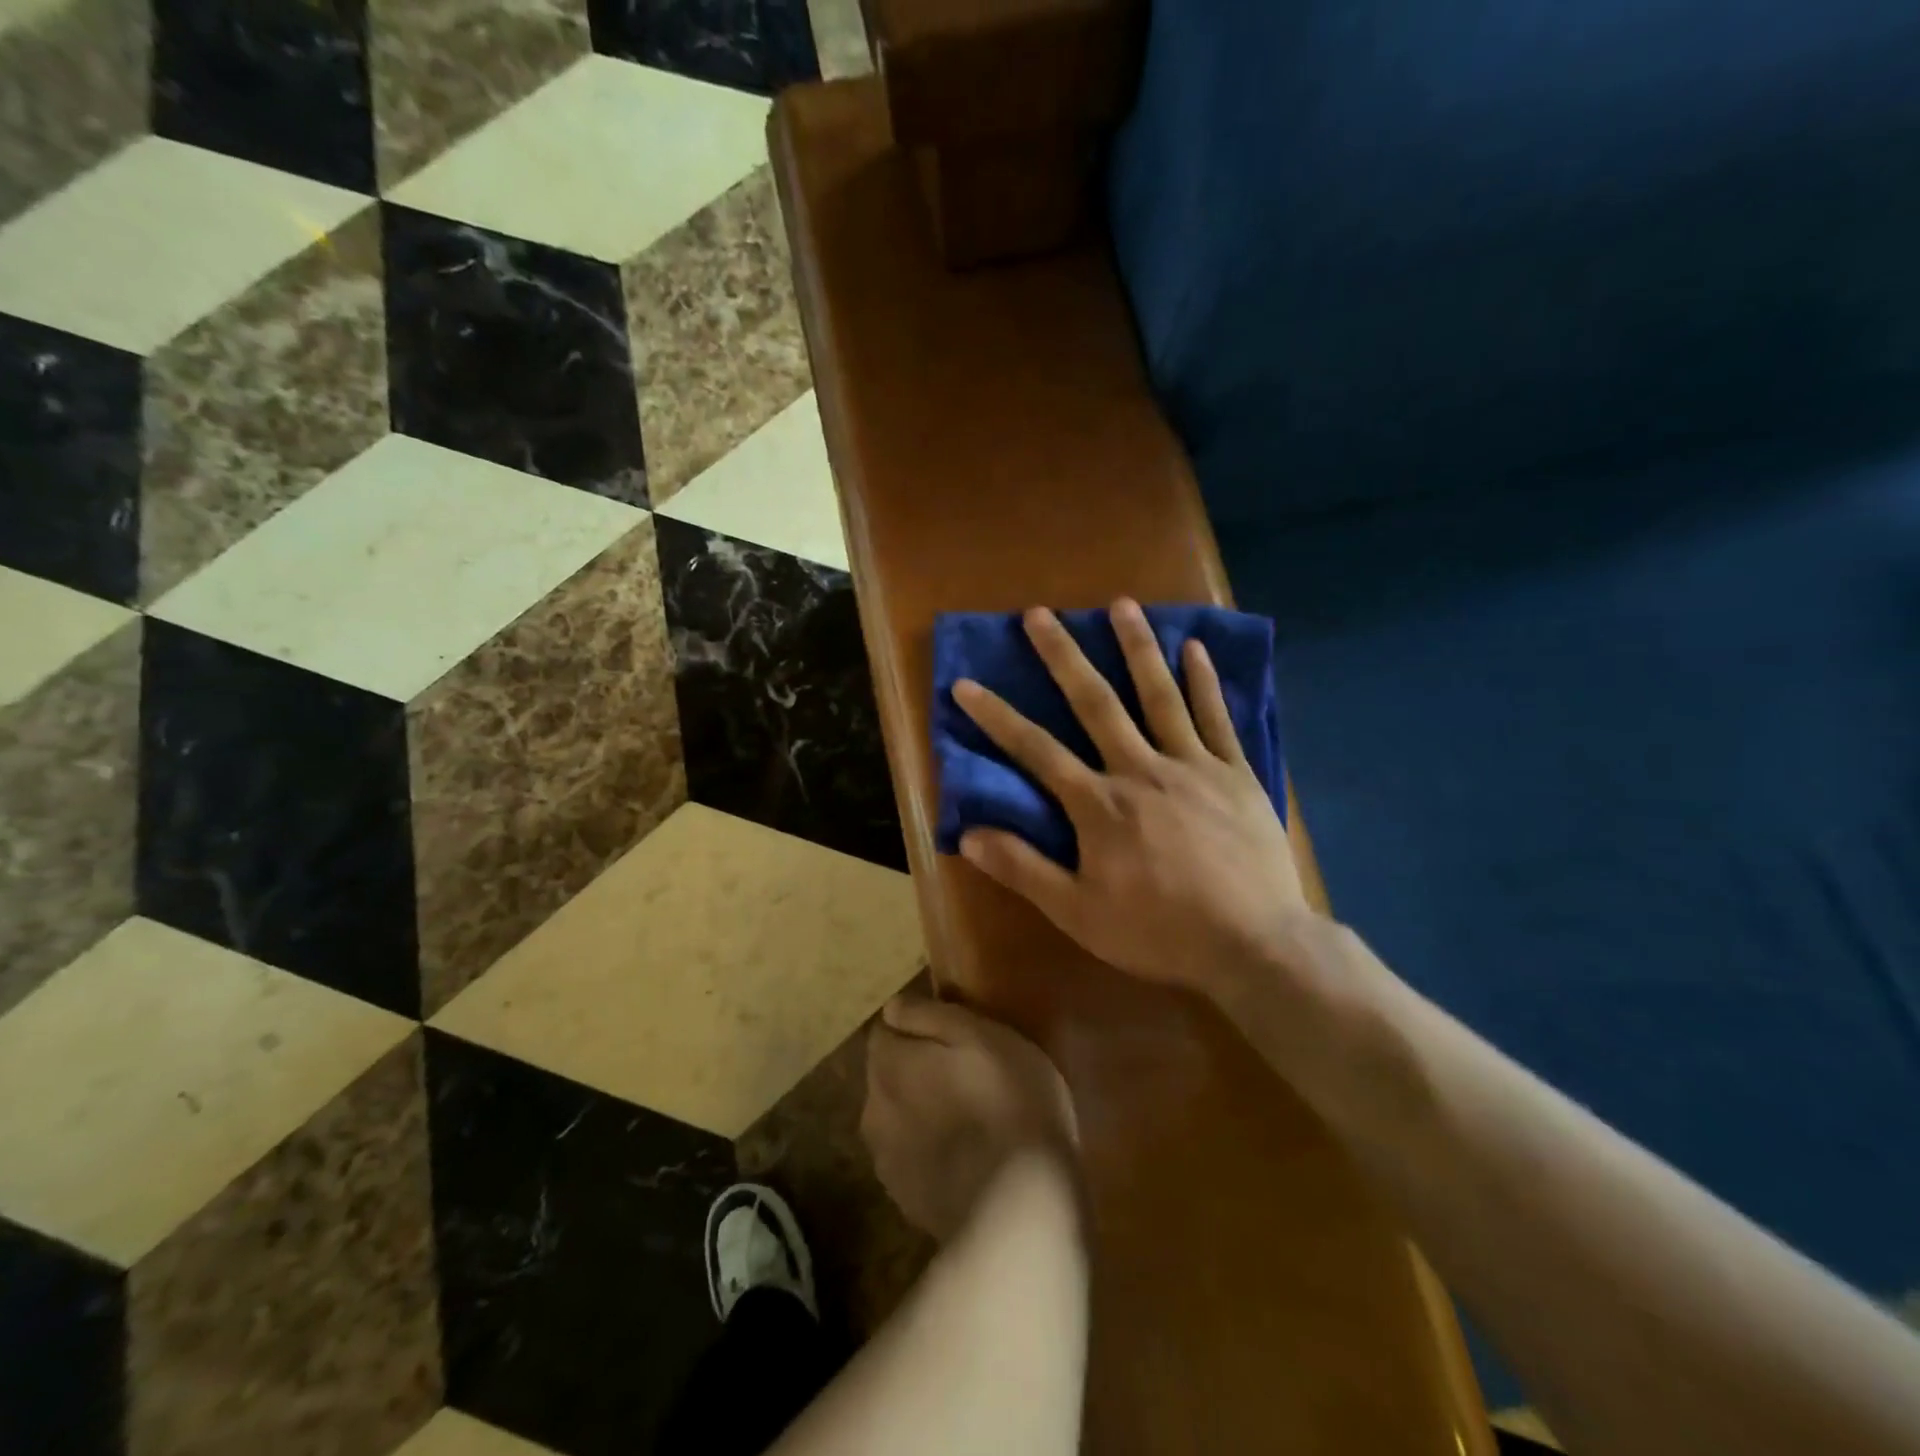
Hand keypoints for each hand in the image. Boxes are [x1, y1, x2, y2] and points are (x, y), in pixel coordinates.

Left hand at [862, 994, 1077, 1241]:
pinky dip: (930, 1151)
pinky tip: (966, 1158)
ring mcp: (885, 1160)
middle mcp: (873, 1109)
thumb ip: (930, 1015)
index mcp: (888, 1064)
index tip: (951, 1036)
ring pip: (897, 1118)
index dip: (916, 1029)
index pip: (885, 1031)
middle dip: (914, 1071)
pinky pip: (912, 1158)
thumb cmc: (1008, 1102)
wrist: (1019, 1209)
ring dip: (920, 1112)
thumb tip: (892, 1006)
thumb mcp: (982, 1035)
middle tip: (964, 1076)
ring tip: (967, 1119)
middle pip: (887, 1075)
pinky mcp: (905, 1200)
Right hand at [953, 600, 1309, 999]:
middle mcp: (1140, 769)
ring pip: (1159, 695)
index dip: (997, 717)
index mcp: (1099, 804)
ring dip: (1137, 648)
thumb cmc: (1159, 932)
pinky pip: (1217, 717)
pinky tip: (1195, 648)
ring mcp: (1193, 766)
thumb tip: (969, 834)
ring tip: (1121, 605)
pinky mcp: (1236, 774)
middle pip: (1095, 703)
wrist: (1254, 944)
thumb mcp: (1079, 912)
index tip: (966, 684)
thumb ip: (1024, 869)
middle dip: (1063, 656)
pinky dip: (1205, 681)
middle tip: (1040, 614)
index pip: (1035, 750)